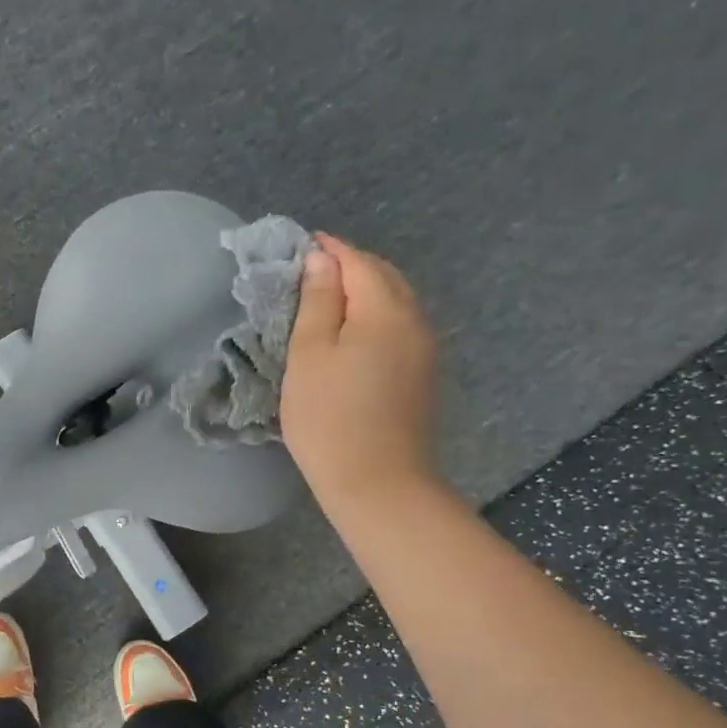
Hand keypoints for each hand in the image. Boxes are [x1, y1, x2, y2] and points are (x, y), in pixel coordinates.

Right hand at [281, 235, 440, 513]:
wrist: (378, 483)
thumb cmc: (330, 418)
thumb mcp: (309, 356)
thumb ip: (318, 302)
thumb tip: (322, 260)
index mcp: (385, 310)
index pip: (359, 262)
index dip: (330, 249)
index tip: (301, 244)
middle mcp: (415, 321)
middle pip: (385, 277)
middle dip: (351, 265)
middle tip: (312, 269)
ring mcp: (425, 350)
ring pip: (397, 302)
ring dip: (366, 291)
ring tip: (329, 298)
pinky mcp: (423, 376)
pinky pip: (401, 327)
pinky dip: (376, 316)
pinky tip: (354, 333)